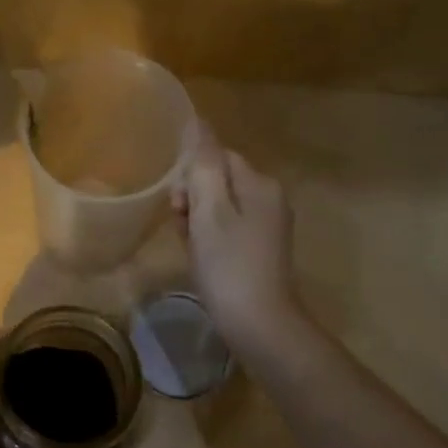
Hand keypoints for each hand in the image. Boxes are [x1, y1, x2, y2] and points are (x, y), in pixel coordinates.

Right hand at [173, 130, 301, 355]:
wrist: (260, 326)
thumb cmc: (229, 266)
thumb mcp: (210, 211)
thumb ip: (203, 164)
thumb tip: (197, 121)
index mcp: (260, 184)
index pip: (217, 157)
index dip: (190, 177)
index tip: (178, 206)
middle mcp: (269, 199)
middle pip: (218, 181)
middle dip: (192, 200)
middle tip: (182, 229)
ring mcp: (267, 226)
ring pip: (219, 207)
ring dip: (197, 222)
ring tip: (191, 249)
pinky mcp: (261, 250)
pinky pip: (227, 229)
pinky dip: (209, 239)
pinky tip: (202, 260)